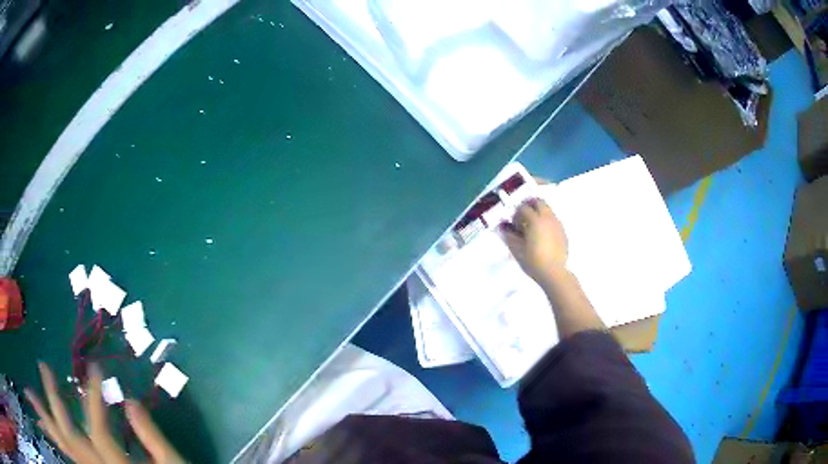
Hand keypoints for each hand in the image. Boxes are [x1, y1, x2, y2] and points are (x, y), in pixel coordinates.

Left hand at [24, 363, 184, 463]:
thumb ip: (152, 437)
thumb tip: (131, 402)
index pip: (98, 431)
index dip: (93, 399)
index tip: (95, 369)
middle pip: (70, 437)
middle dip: (54, 400)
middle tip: (44, 367)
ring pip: (65, 446)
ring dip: (47, 416)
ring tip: (35, 389)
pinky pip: (69, 452)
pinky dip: (56, 434)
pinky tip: (49, 419)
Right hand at [501, 198, 567, 284]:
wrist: (554, 272)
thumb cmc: (533, 261)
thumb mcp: (517, 249)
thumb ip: (509, 235)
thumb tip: (503, 226)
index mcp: (535, 220)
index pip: (523, 208)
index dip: (516, 214)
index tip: (514, 225)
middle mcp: (548, 218)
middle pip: (539, 202)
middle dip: (529, 206)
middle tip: (523, 218)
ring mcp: (557, 224)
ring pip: (548, 209)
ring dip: (539, 213)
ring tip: (533, 228)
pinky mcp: (563, 232)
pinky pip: (554, 220)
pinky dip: (547, 221)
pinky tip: (543, 236)